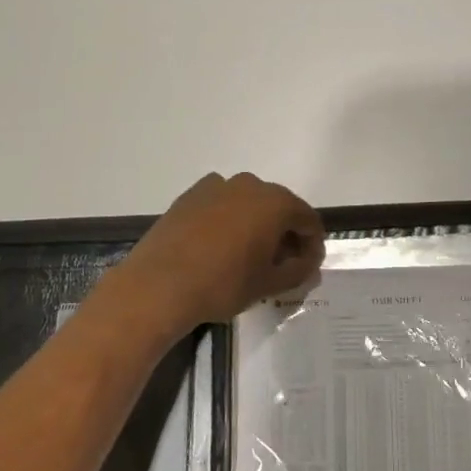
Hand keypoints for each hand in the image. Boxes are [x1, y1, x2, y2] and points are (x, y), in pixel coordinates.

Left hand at [117, 172, 324, 330]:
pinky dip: (228, 220)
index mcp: (276, 202)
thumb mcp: (269, 284)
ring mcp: (217, 185)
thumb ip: (299, 271)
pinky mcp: (191, 195)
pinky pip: (221, 204)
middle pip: (279, 207)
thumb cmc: (223, 284)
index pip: (308, 220)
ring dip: (256, 225)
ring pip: (249, 204)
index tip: (308, 268)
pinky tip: (218, 247)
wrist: (158, 285)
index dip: (312, 245)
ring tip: (248, 256)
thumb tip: (308, 263)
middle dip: (285, 234)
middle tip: (281, 264)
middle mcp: (250, 184)